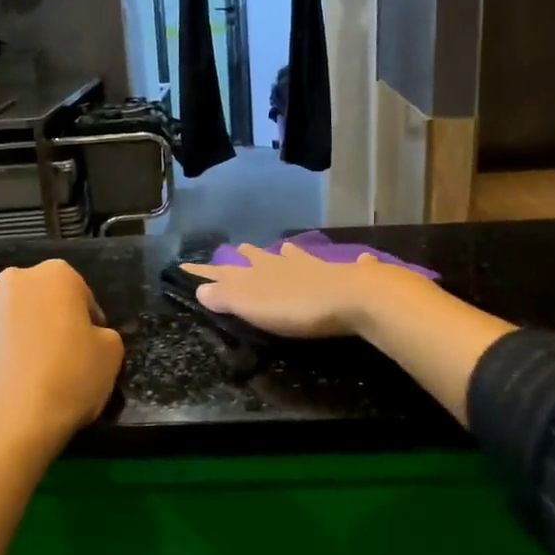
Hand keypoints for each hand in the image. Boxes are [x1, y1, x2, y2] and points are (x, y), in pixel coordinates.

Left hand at [0, 260, 124, 451]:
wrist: (9, 425)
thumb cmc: (70, 379)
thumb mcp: (112, 353)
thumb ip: (102, 333)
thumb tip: (86, 336)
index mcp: (55, 275)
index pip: (80, 292)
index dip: (88, 321)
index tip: (91, 348)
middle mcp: (12, 281)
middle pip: (39, 298)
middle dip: (49, 319)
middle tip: (62, 357)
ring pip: (8, 317)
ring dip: (20, 334)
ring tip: (30, 374)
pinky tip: (6, 383)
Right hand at [180, 242, 434, 338]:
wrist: (354, 298)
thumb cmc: (297, 306)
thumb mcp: (253, 305)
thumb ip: (226, 296)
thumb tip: (199, 289)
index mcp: (262, 271)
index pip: (231, 269)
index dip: (213, 269)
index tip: (193, 265)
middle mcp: (289, 264)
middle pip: (266, 257)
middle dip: (252, 255)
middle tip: (243, 249)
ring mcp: (321, 267)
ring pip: (301, 257)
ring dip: (292, 255)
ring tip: (287, 248)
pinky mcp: (351, 277)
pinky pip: (351, 266)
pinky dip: (353, 263)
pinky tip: (361, 258)